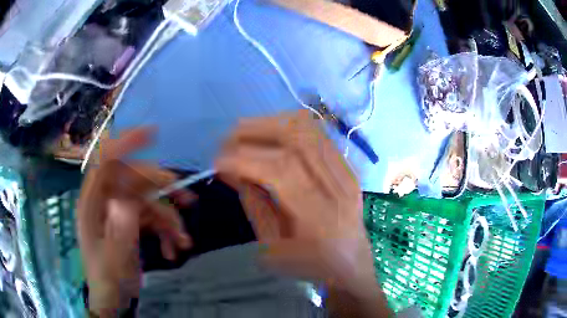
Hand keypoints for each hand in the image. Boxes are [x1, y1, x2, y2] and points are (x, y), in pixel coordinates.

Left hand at [77, 128, 191, 316]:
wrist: (114, 298)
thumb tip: (127, 201)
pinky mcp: (130, 224)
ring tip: (185, 240)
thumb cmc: (108, 279)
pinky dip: (166, 232)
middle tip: (189, 200)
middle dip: (163, 189)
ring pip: (148, 201)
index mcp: (93, 203)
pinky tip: (174, 250)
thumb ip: (120, 230)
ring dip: (169, 219)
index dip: (126, 143)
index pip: (106, 161)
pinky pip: (152, 219)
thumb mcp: (114, 259)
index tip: (153, 134)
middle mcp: (106, 201)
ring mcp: (119, 212)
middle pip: (135, 180)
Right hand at [216, 111, 389, 316]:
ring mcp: (348, 173)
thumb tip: (231, 170)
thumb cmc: (311, 265)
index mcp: (320, 220)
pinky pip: (317, 134)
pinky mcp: (349, 167)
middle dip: (254, 132)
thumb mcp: (272, 249)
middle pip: (297, 139)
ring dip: (270, 124)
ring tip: (244, 134)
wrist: (352, 263)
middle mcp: (339, 189)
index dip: (246, 159)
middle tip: (227, 142)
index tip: (218, 162)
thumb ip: (254, 205)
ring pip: (308, 129)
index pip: (282, 171)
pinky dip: (288, 128)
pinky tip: (269, 136)